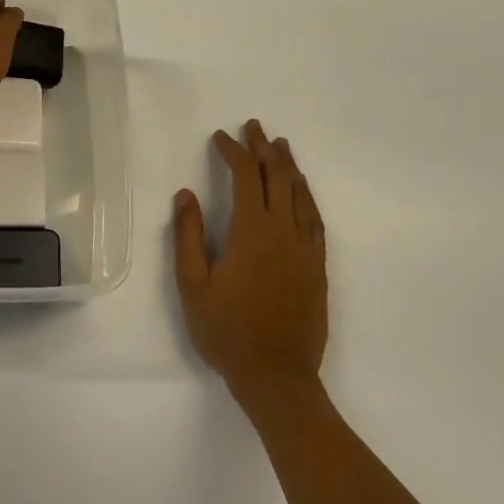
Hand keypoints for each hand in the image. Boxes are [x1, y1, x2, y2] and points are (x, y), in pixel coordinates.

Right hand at [173, 120, 328, 405]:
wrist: (277, 376)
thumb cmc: (227, 330)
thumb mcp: (192, 285)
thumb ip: (188, 236)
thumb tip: (186, 195)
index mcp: (252, 231)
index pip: (245, 176)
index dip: (233, 151)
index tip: (220, 137)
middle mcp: (283, 231)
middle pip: (277, 177)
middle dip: (263, 147)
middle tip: (253, 127)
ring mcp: (305, 248)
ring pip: (300, 194)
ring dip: (288, 166)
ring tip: (280, 145)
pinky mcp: (317, 266)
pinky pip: (315, 218)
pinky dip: (306, 196)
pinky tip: (301, 191)